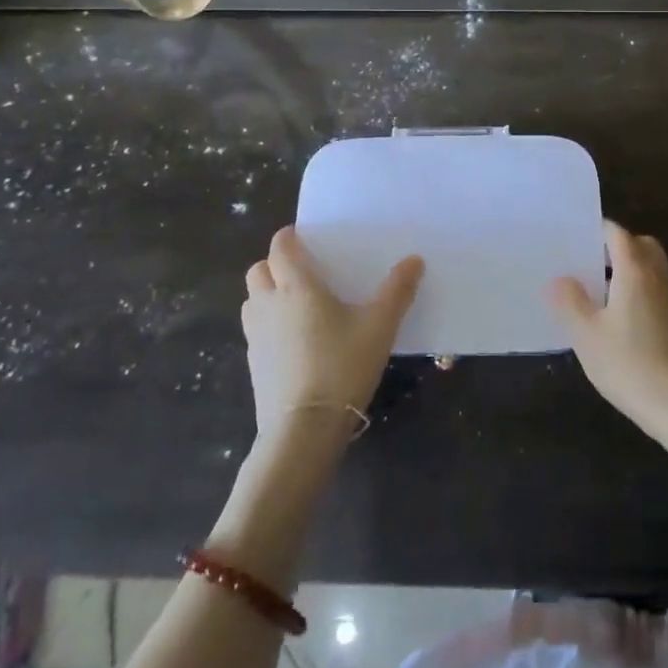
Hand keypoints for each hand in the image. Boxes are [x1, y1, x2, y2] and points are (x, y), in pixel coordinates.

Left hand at [241, 227, 422, 445]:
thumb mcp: (379, 326)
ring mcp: (256, 337)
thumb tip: (415, 260)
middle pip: (258, 270)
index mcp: (296, 287)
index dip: (289, 237)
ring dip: (267, 294)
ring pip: (252, 301)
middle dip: (274, 264)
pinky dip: (268, 325)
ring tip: (296, 304)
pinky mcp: (253, 365)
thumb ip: (397, 291)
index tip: (305, 237)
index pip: (280, 247)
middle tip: (303, 271)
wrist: (304, 429)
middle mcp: (269, 305)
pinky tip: (294, 341)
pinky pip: (255, 331)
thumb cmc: (342, 366)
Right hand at [549, 223, 667, 473]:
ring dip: (627, 271)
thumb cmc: (631, 365)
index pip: (617, 233)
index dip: (596, 230)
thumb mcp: (587, 336)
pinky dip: (638, 292)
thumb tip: (559, 279)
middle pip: (640, 245)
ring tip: (597, 291)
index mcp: (635, 270)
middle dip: (615, 247)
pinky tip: (619, 320)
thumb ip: (570, 302)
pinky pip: (656, 292)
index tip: (573, 237)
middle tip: (587, 262)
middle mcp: (658, 276)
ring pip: (651, 269)